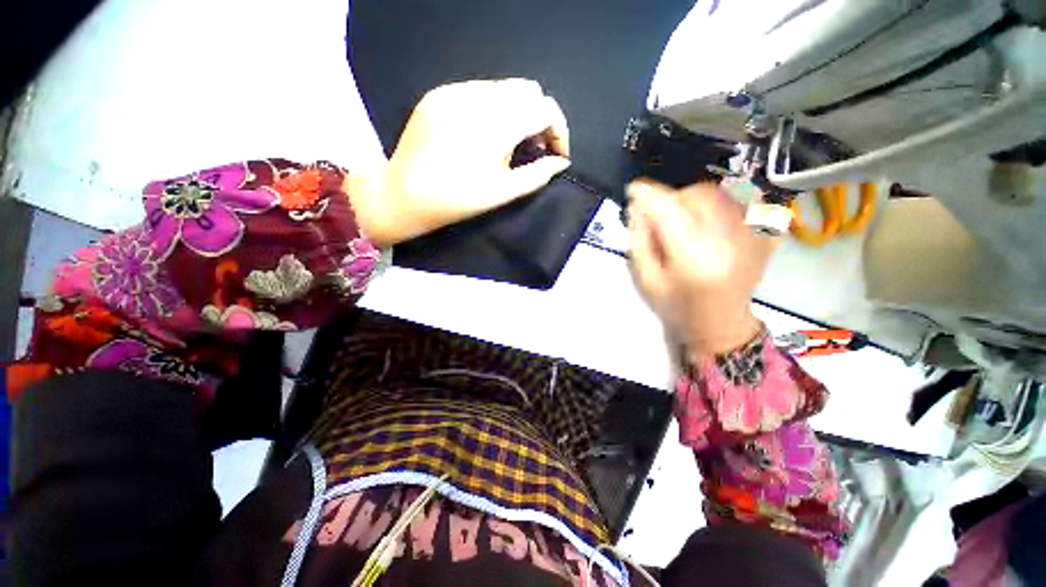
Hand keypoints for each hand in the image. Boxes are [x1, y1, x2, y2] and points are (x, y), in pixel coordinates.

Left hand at [348, 79, 570, 246]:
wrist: (405, 195)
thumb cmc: (458, 199)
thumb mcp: (503, 192)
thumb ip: (537, 174)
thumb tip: (560, 163)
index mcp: (497, 124)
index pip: (545, 108)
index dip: (558, 130)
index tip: (556, 154)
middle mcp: (478, 97)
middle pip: (528, 90)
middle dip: (539, 118)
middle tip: (534, 148)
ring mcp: (455, 91)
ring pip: (503, 87)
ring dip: (517, 111)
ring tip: (510, 142)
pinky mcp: (439, 94)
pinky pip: (478, 90)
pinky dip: (492, 108)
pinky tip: (483, 134)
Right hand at [627, 180, 776, 356]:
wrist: (721, 324)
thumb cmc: (678, 307)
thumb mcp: (647, 279)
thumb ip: (639, 242)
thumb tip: (637, 208)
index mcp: (694, 256)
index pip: (669, 210)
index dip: (648, 195)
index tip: (633, 189)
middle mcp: (728, 239)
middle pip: (698, 195)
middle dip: (672, 197)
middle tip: (659, 213)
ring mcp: (753, 235)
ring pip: (721, 193)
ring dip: (694, 198)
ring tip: (683, 218)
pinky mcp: (765, 234)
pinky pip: (744, 200)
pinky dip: (721, 201)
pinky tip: (710, 218)